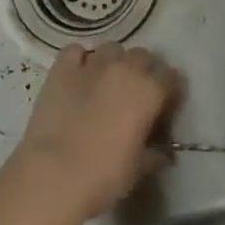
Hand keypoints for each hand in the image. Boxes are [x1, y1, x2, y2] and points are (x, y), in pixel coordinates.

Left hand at [13, 42, 184, 221]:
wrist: (52, 176)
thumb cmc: (104, 176)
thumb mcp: (138, 170)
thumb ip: (154, 155)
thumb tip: (163, 154)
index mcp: (150, 90)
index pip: (171, 77)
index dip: (170, 92)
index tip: (163, 110)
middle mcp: (125, 68)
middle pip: (143, 57)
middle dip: (144, 73)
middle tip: (136, 97)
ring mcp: (92, 64)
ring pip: (113, 49)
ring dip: (115, 63)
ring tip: (108, 85)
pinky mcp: (62, 69)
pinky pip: (76, 52)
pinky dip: (80, 60)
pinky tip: (79, 77)